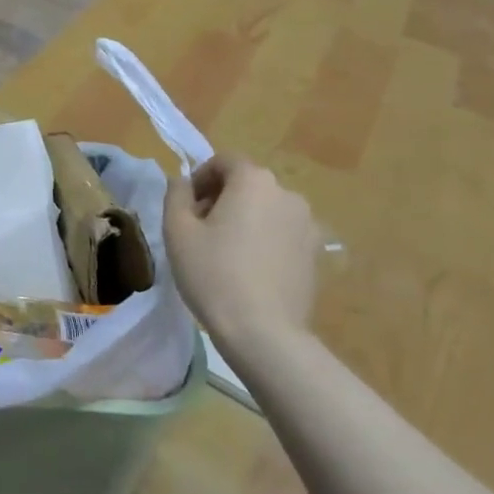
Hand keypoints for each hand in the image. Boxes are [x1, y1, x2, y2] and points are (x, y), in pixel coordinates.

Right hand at [165, 151, 320, 353]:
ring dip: (244, 219)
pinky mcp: (316, 254)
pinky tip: (249, 270)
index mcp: (254, 181)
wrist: (264, 333)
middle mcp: (287, 194)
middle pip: (247, 184)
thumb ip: (176, 194)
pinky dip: (264, 240)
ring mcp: (308, 225)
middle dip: (222, 198)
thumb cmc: (213, 273)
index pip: (224, 161)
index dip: (200, 178)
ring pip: (266, 209)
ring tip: (225, 252)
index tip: (186, 207)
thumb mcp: (177, 230)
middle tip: (200, 230)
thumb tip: (182, 181)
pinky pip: (282, 234)